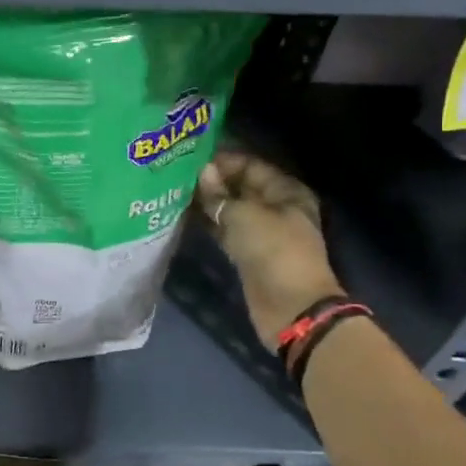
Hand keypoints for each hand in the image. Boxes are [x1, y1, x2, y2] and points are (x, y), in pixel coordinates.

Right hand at [195, 150, 342, 348]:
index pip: (250, 164)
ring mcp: (261, 232)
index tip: (190, 157)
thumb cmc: (274, 251)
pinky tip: (183, 215)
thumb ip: (219, 194)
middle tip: (176, 172)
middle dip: (212, 180)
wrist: (291, 307)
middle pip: (240, 186)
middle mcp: (275, 207)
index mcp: (285, 191)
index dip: (222, 160)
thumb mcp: (244, 216)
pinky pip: (225, 230)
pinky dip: (208, 223)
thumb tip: (202, 171)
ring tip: (174, 190)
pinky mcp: (248, 253)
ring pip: (230, 209)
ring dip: (207, 202)